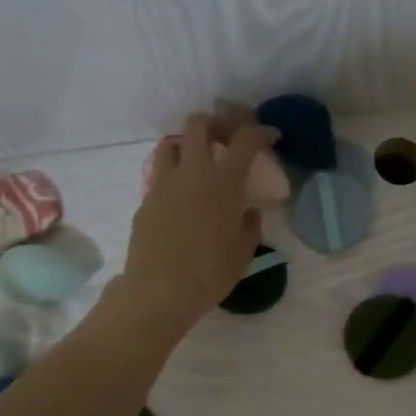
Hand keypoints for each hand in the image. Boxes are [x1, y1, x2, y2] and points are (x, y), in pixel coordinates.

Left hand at [116, 114, 276, 338]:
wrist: (158, 291)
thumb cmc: (209, 274)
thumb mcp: (243, 252)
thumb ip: (249, 225)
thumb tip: (247, 211)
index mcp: (224, 183)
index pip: (245, 140)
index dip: (260, 132)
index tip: (269, 136)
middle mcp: (193, 173)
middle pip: (199, 124)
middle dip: (217, 124)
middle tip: (229, 139)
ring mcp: (164, 184)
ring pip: (171, 142)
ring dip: (188, 144)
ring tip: (200, 163)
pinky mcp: (146, 200)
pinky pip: (160, 174)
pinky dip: (174, 174)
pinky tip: (182, 197)